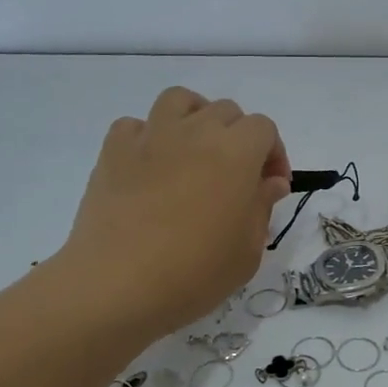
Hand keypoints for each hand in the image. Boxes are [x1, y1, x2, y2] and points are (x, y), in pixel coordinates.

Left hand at [58, 88, 289, 338]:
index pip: (264, 129)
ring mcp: (151, 136)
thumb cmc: (194, 272)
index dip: (274, 154)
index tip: (271, 187)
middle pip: (226, 111)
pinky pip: (135, 125)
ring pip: (180, 101)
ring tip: (194, 151)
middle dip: (239, 137)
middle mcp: (196, 132)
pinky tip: (150, 166)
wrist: (117, 285)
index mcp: (236, 152)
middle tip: (236, 176)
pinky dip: (147, 137)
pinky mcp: (113, 151)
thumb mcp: (248, 250)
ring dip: (194, 118)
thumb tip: (269, 182)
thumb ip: (263, 207)